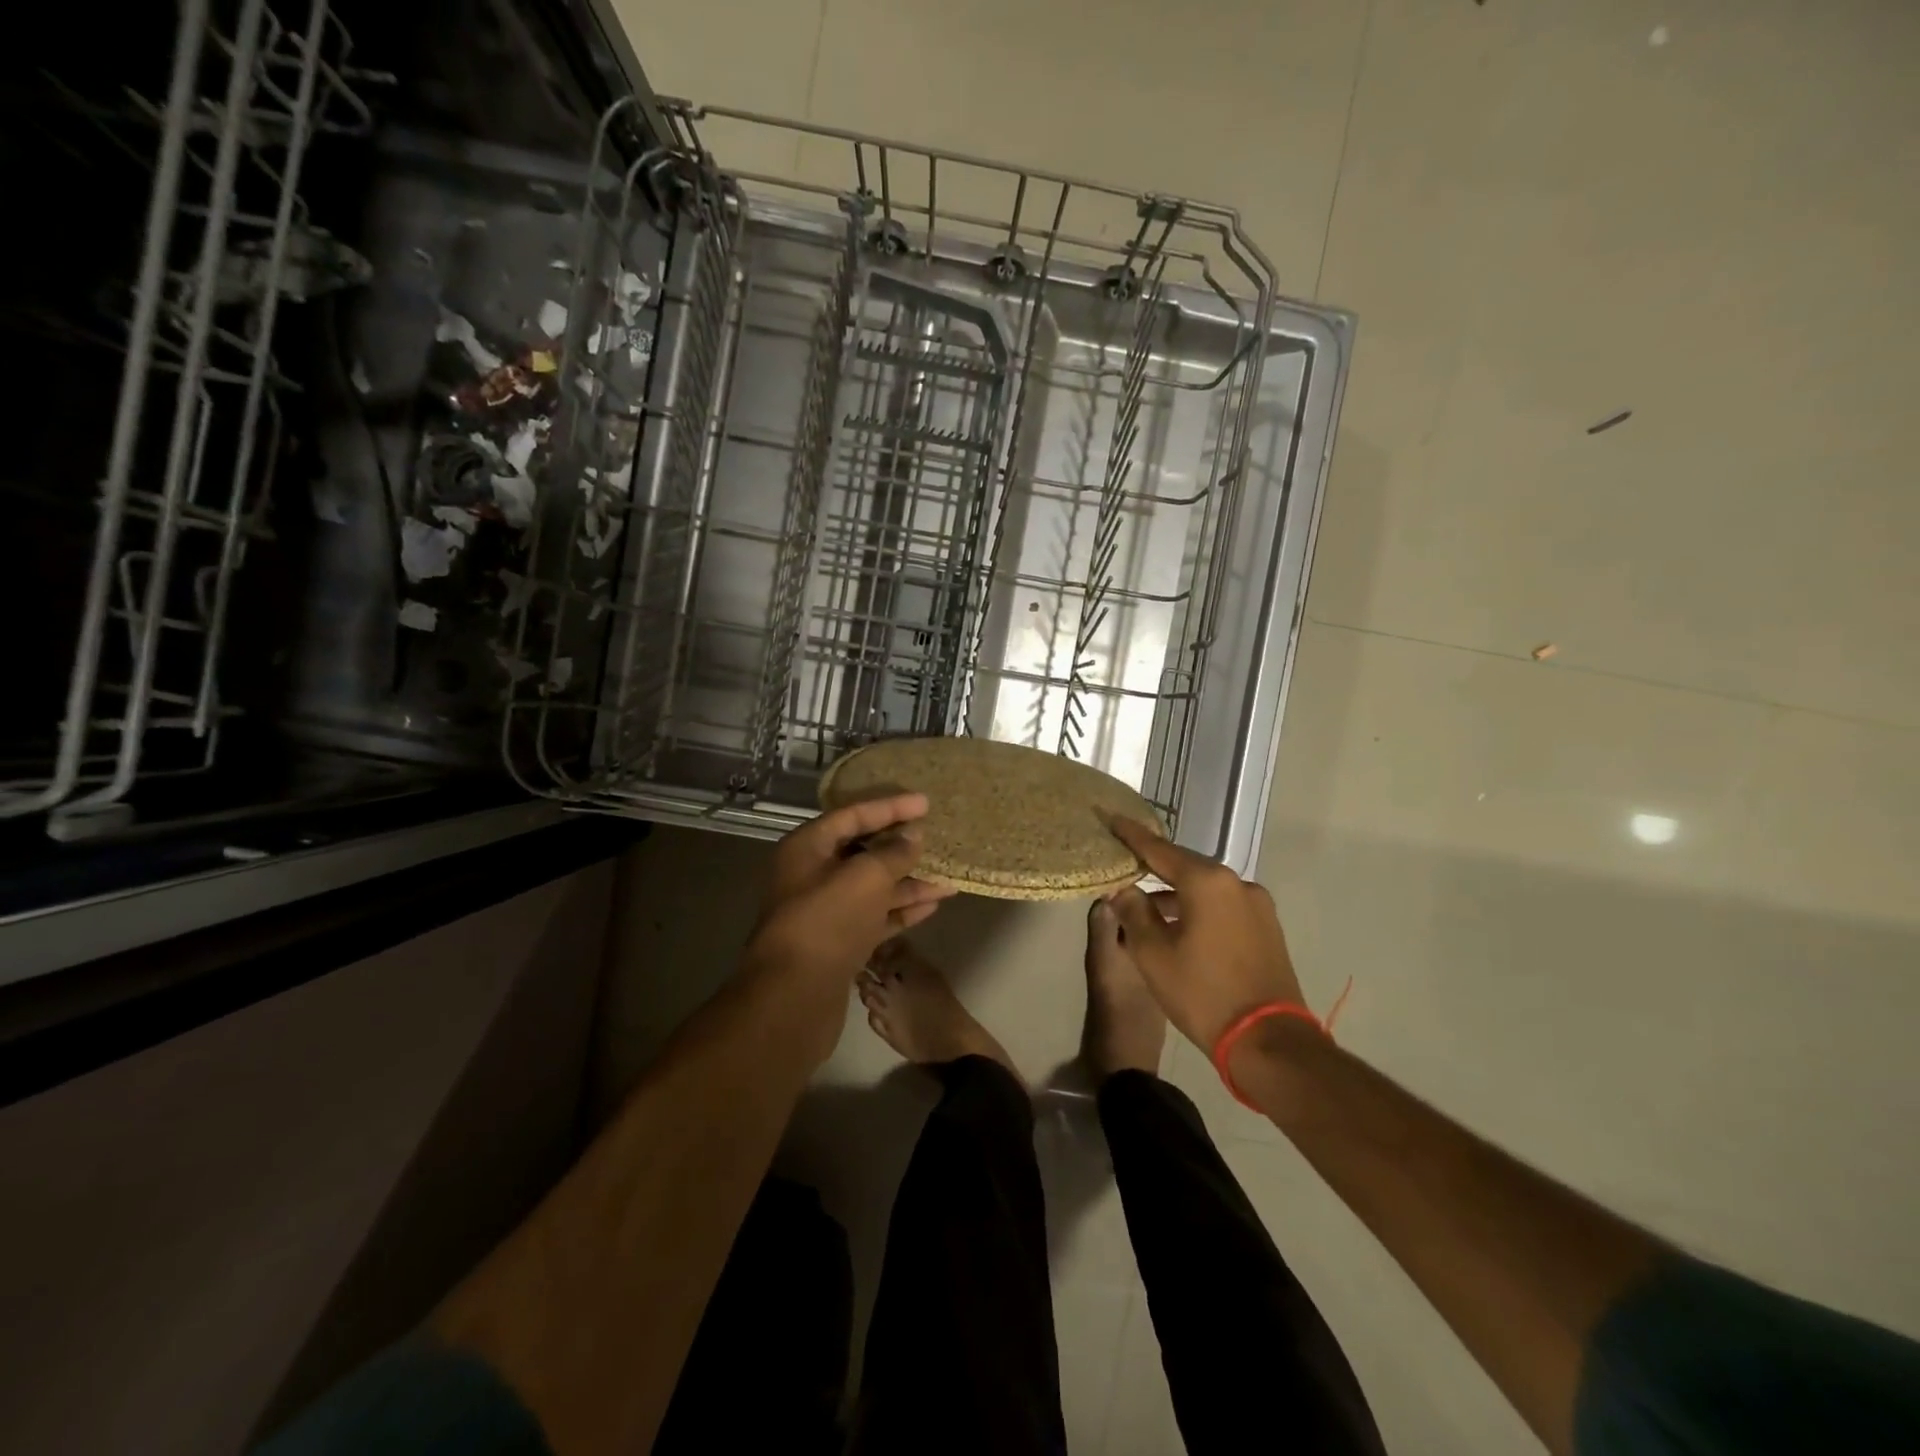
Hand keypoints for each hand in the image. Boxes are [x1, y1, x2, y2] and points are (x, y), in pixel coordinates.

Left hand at [745, 793, 954, 989]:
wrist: (794, 997)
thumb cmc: (828, 921)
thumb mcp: (866, 877)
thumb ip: (893, 852)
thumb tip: (912, 836)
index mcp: (807, 848)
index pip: (853, 815)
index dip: (890, 807)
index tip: (925, 803)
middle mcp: (812, 875)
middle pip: (862, 851)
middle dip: (901, 847)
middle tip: (936, 838)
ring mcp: (825, 911)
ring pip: (872, 887)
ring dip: (908, 882)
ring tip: (948, 880)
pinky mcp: (838, 942)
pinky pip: (874, 916)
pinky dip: (900, 910)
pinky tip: (932, 905)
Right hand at [1106, 818, 1304, 1051]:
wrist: (1268, 1042)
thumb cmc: (1202, 993)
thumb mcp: (1153, 953)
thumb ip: (1133, 912)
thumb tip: (1123, 889)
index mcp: (1207, 882)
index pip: (1159, 850)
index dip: (1131, 836)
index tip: (1111, 818)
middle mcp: (1236, 883)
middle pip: (1185, 866)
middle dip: (1154, 868)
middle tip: (1125, 866)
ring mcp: (1257, 905)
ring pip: (1205, 889)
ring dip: (1176, 895)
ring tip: (1146, 909)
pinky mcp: (1267, 928)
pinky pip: (1223, 906)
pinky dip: (1198, 909)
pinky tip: (1179, 927)